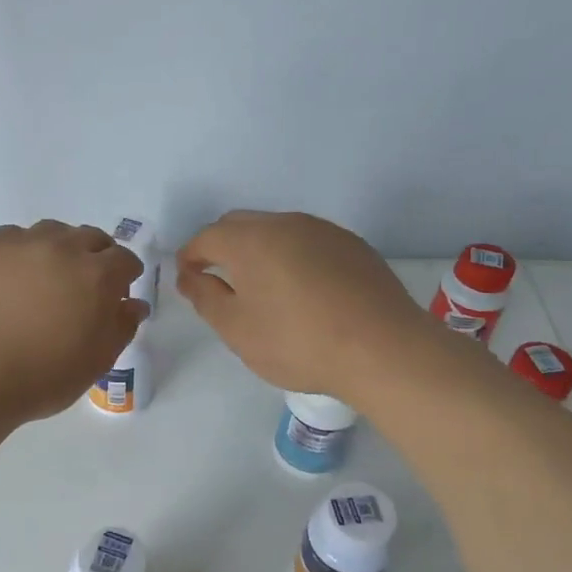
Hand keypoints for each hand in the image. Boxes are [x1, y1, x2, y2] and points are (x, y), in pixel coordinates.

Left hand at [0, 221, 148, 424]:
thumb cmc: (41, 378)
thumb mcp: (96, 361)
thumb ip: (121, 327)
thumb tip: (134, 304)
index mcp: (96, 275)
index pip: (124, 259)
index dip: (127, 274)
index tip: (120, 291)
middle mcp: (61, 248)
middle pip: (90, 237)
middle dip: (97, 256)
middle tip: (87, 284)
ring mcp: (20, 244)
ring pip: (52, 232)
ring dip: (60, 248)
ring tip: (49, 275)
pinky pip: (13, 237)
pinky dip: (23, 250)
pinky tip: (14, 275)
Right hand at [176, 210, 426, 396]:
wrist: (383, 349)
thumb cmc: (298, 342)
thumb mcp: (237, 329)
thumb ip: (205, 297)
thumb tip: (190, 276)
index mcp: (249, 240)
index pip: (206, 237)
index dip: (190, 257)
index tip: (188, 280)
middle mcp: (285, 223)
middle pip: (240, 225)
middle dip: (221, 247)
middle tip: (219, 282)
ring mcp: (323, 230)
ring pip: (276, 230)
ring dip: (259, 250)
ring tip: (262, 287)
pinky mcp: (353, 245)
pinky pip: (308, 241)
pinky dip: (292, 257)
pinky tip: (303, 290)